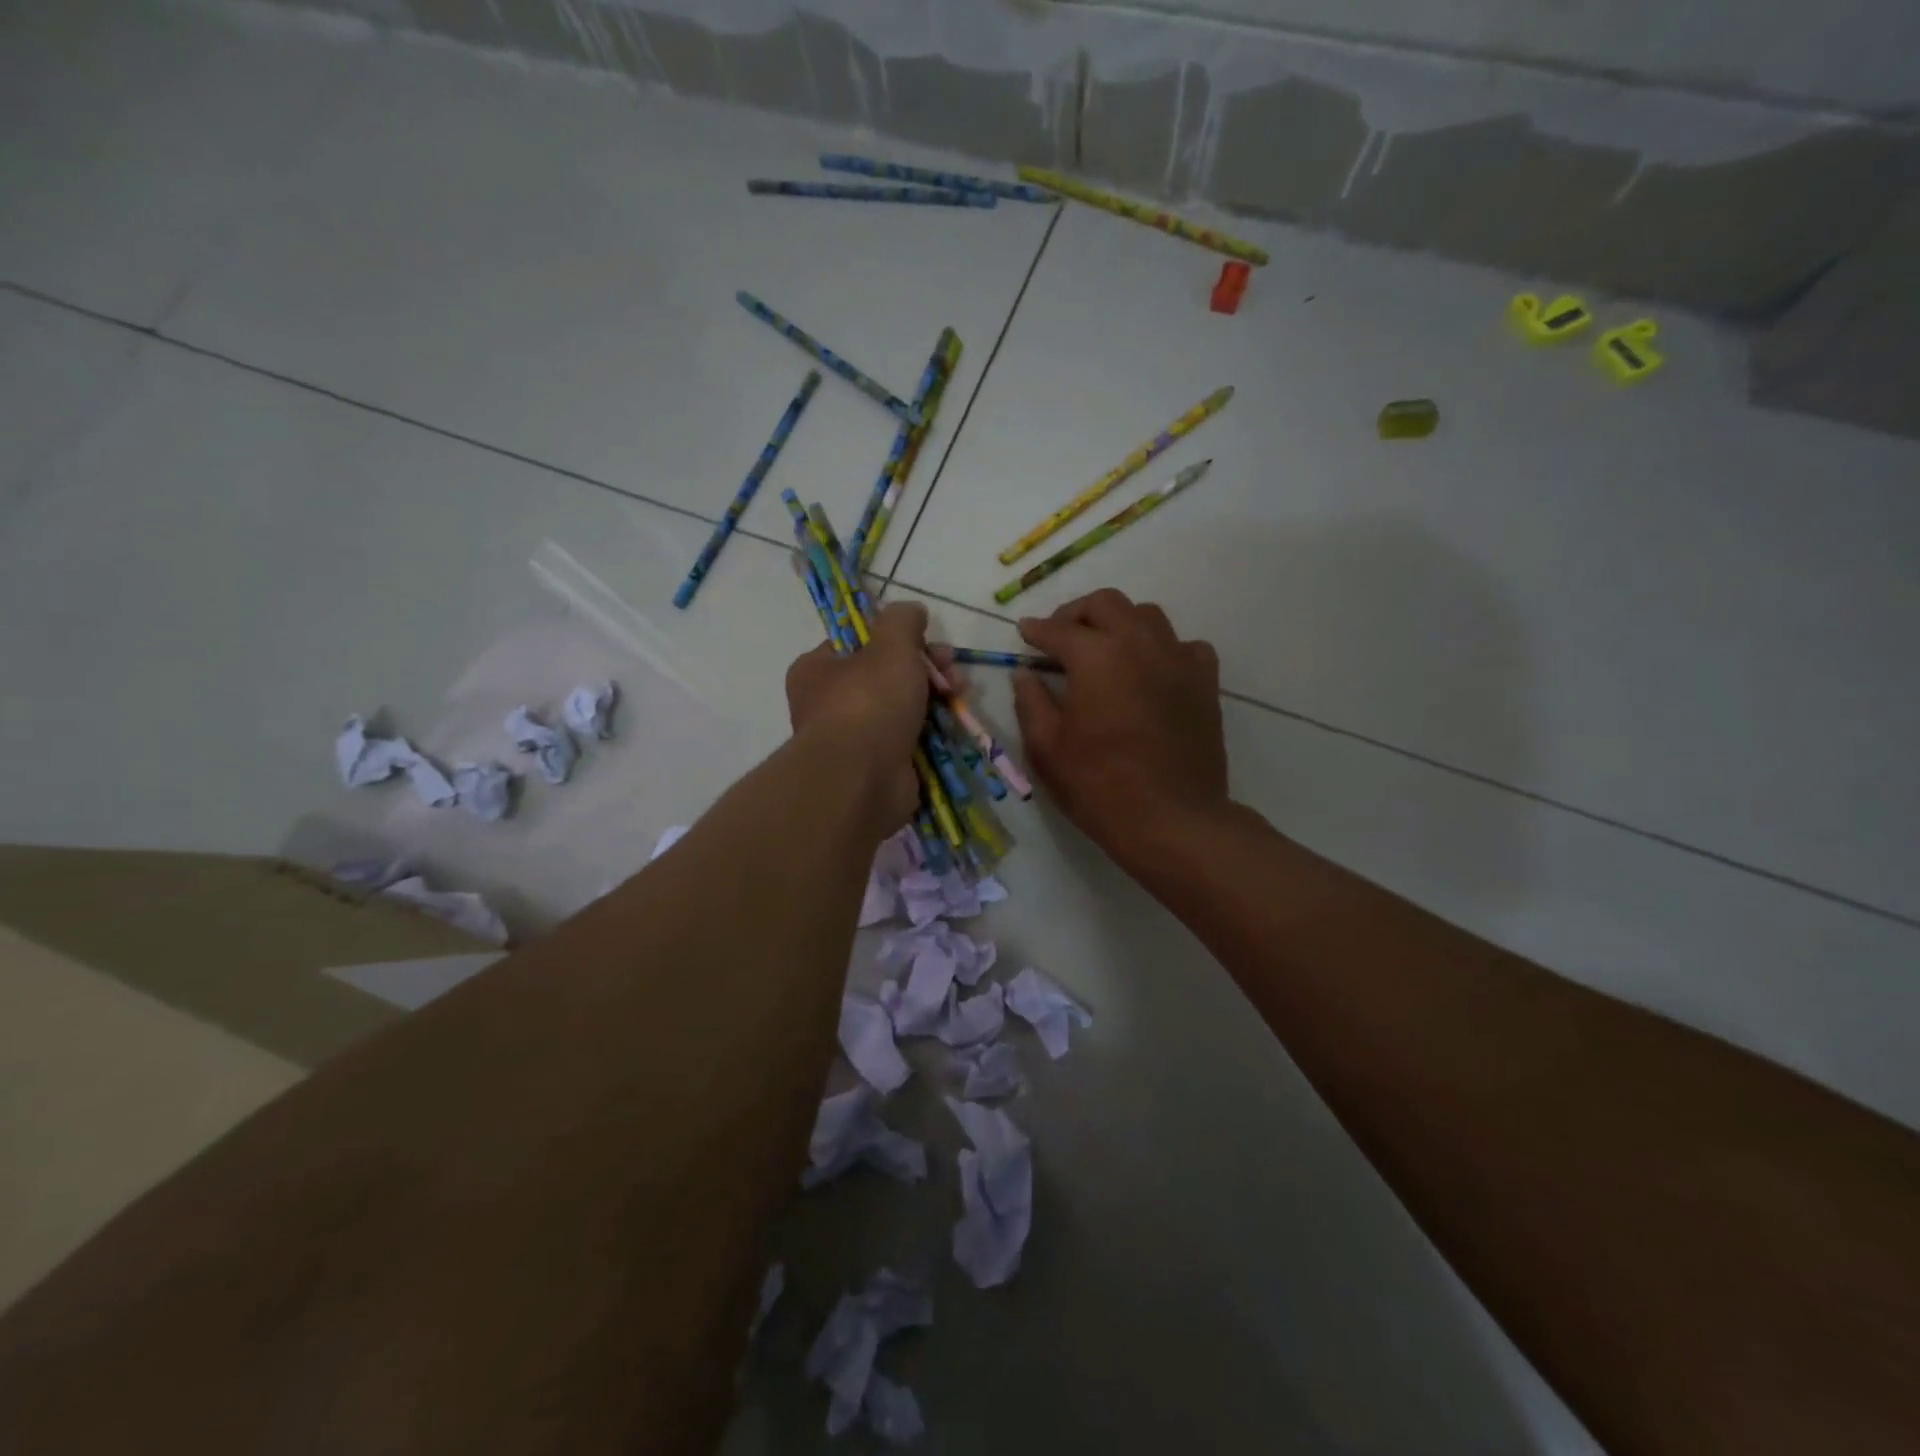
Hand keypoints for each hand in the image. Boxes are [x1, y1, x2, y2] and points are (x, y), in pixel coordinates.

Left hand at [785, 601, 931, 833]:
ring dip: (935, 699)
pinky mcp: (878, 768)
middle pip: (886, 675)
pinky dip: (932, 733)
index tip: (930, 640)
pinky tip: (954, 725)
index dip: (898, 638)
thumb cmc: (868, 703)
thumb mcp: (890, 645)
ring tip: (960, 695)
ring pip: (902, 708)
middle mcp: (829, 704)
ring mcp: (854, 739)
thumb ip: (903, 621)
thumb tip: (912, 610)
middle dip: (926, 669)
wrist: (861, 781)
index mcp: (818, 669)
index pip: (860, 643)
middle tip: (952, 671)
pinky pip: (910, 741)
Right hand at [1012, 589, 1228, 869]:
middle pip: (1106, 604)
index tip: (1025, 633)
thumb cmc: (1099, 785)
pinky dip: (1162, 649)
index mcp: (1096, 656)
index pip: (1059, 629)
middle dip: (1077, 613)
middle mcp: (1139, 644)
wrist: (1172, 819)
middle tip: (1061, 637)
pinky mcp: (1205, 683)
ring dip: (1120, 623)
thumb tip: (1025, 673)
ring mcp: (1178, 660)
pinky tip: (1151, 671)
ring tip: (1105, 649)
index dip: (1037, 629)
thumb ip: (1031, 702)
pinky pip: (1185, 646)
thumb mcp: (1047, 748)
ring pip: (1148, 616)